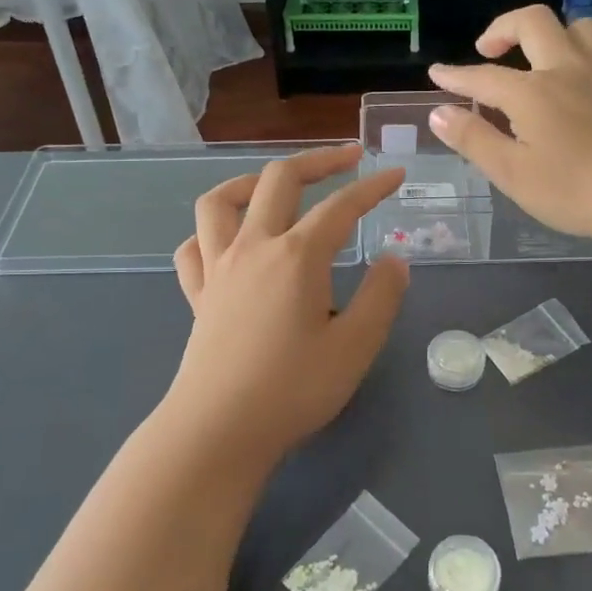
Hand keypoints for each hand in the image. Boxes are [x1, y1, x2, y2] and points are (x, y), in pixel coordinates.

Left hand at [164, 146, 408, 464]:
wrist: (219, 431)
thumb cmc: (293, 389)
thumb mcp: (355, 346)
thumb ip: (381, 295)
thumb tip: (394, 259)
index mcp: (296, 255)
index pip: (341, 205)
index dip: (372, 186)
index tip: (397, 174)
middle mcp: (253, 247)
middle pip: (279, 180)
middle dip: (318, 160)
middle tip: (349, 159)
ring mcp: (218, 268)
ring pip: (220, 201)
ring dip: (251, 181)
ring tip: (276, 185)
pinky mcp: (198, 295)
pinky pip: (193, 247)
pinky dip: (210, 232)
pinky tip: (228, 241)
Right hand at [428, 5, 591, 245]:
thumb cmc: (575, 190)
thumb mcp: (513, 173)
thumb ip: (474, 139)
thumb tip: (439, 112)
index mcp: (531, 92)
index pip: (483, 76)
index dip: (456, 75)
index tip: (436, 73)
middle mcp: (566, 68)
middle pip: (533, 22)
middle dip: (503, 28)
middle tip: (488, 50)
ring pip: (577, 27)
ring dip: (551, 35)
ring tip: (540, 60)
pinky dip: (584, 55)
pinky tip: (582, 81)